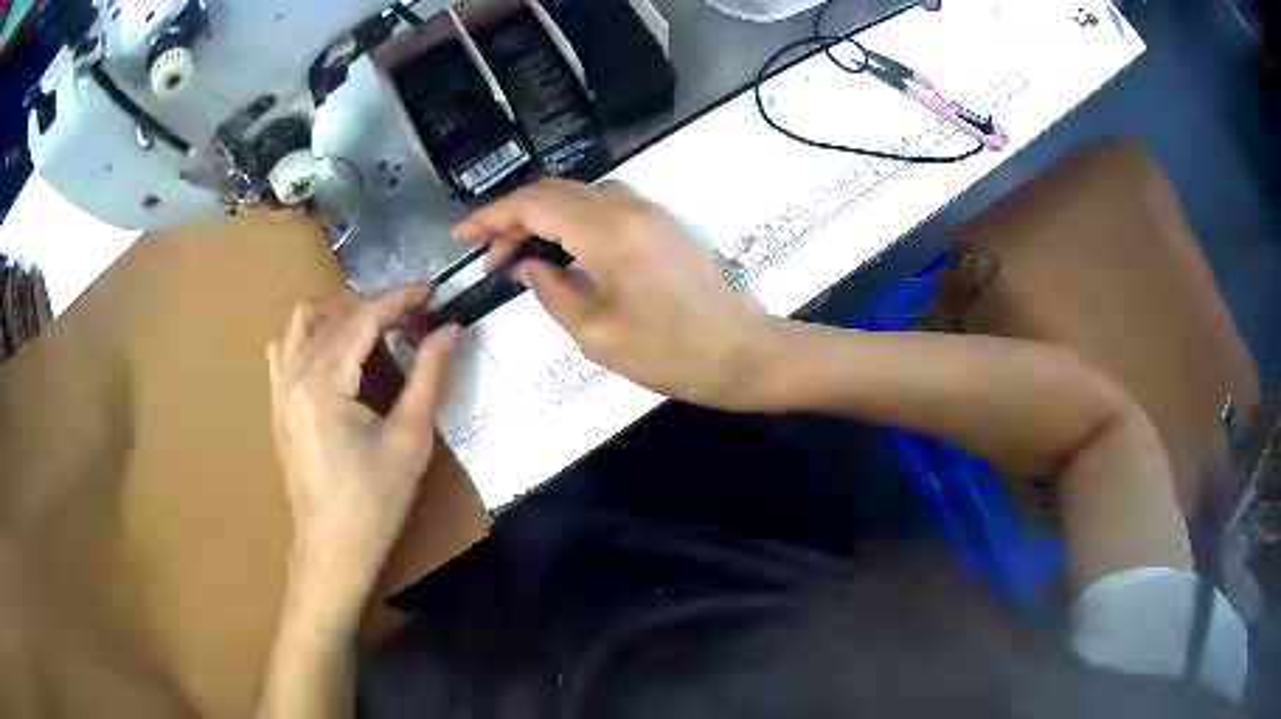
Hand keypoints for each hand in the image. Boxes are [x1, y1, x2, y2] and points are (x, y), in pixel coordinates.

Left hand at [266, 285, 458, 618]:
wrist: (332, 548)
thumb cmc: (374, 502)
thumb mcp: (410, 440)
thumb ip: (428, 376)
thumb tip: (450, 330)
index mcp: (324, 382)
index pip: (363, 317)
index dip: (400, 298)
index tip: (432, 291)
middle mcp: (294, 373)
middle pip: (335, 313)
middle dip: (377, 305)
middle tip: (414, 319)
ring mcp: (279, 387)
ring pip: (304, 321)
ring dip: (341, 315)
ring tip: (373, 332)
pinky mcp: (277, 403)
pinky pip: (285, 347)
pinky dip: (310, 335)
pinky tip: (333, 353)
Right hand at [454, 179, 773, 409]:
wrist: (739, 353)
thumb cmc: (668, 353)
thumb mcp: (596, 333)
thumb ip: (552, 290)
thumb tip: (526, 266)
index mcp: (607, 232)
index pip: (534, 204)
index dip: (491, 216)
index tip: (461, 237)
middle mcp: (627, 208)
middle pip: (554, 192)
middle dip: (512, 217)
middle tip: (488, 255)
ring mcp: (648, 212)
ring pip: (578, 195)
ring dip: (542, 216)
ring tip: (517, 254)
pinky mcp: (660, 224)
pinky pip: (604, 205)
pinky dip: (571, 219)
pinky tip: (560, 249)